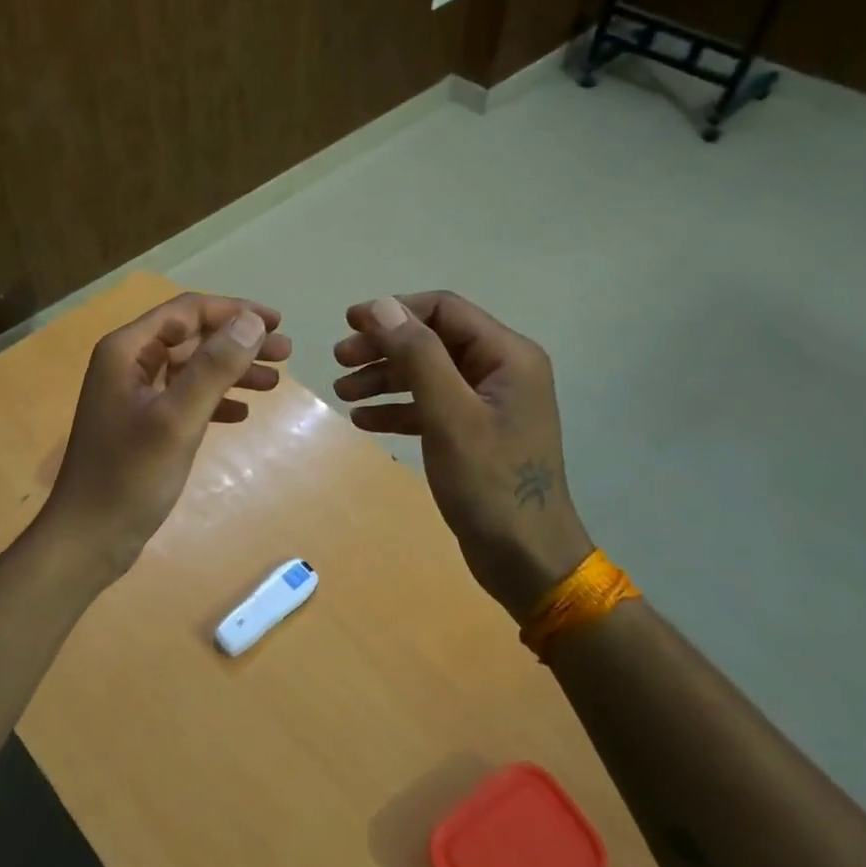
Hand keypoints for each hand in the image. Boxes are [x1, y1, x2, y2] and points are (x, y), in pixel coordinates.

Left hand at [46, 291, 292, 577]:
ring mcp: (135, 395)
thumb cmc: (130, 476)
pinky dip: (216, 400)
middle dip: (239, 342)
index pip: (187, 312)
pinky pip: (186, 397)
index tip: (276, 322)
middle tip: (286, 352)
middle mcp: (129, 363)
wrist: (88, 539)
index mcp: (127, 350)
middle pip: (192, 337)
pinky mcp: (143, 424)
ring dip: (232, 370)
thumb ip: (214, 367)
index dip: (234, 311)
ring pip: (192, 368)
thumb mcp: (177, 418)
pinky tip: (243, 413)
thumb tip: (252, 321)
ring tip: (275, 382)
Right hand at [333, 291, 592, 621]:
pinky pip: (430, 406)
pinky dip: (398, 408)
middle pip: (432, 340)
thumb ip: (418, 356)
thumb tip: (382, 306)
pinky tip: (364, 420)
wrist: (527, 561)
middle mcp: (501, 370)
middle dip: (383, 347)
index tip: (349, 323)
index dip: (394, 310)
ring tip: (342, 392)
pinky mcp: (474, 432)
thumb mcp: (449, 415)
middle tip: (339, 360)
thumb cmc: (490, 483)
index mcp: (507, 355)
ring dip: (384, 378)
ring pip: (427, 372)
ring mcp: (488, 403)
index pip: (444, 309)